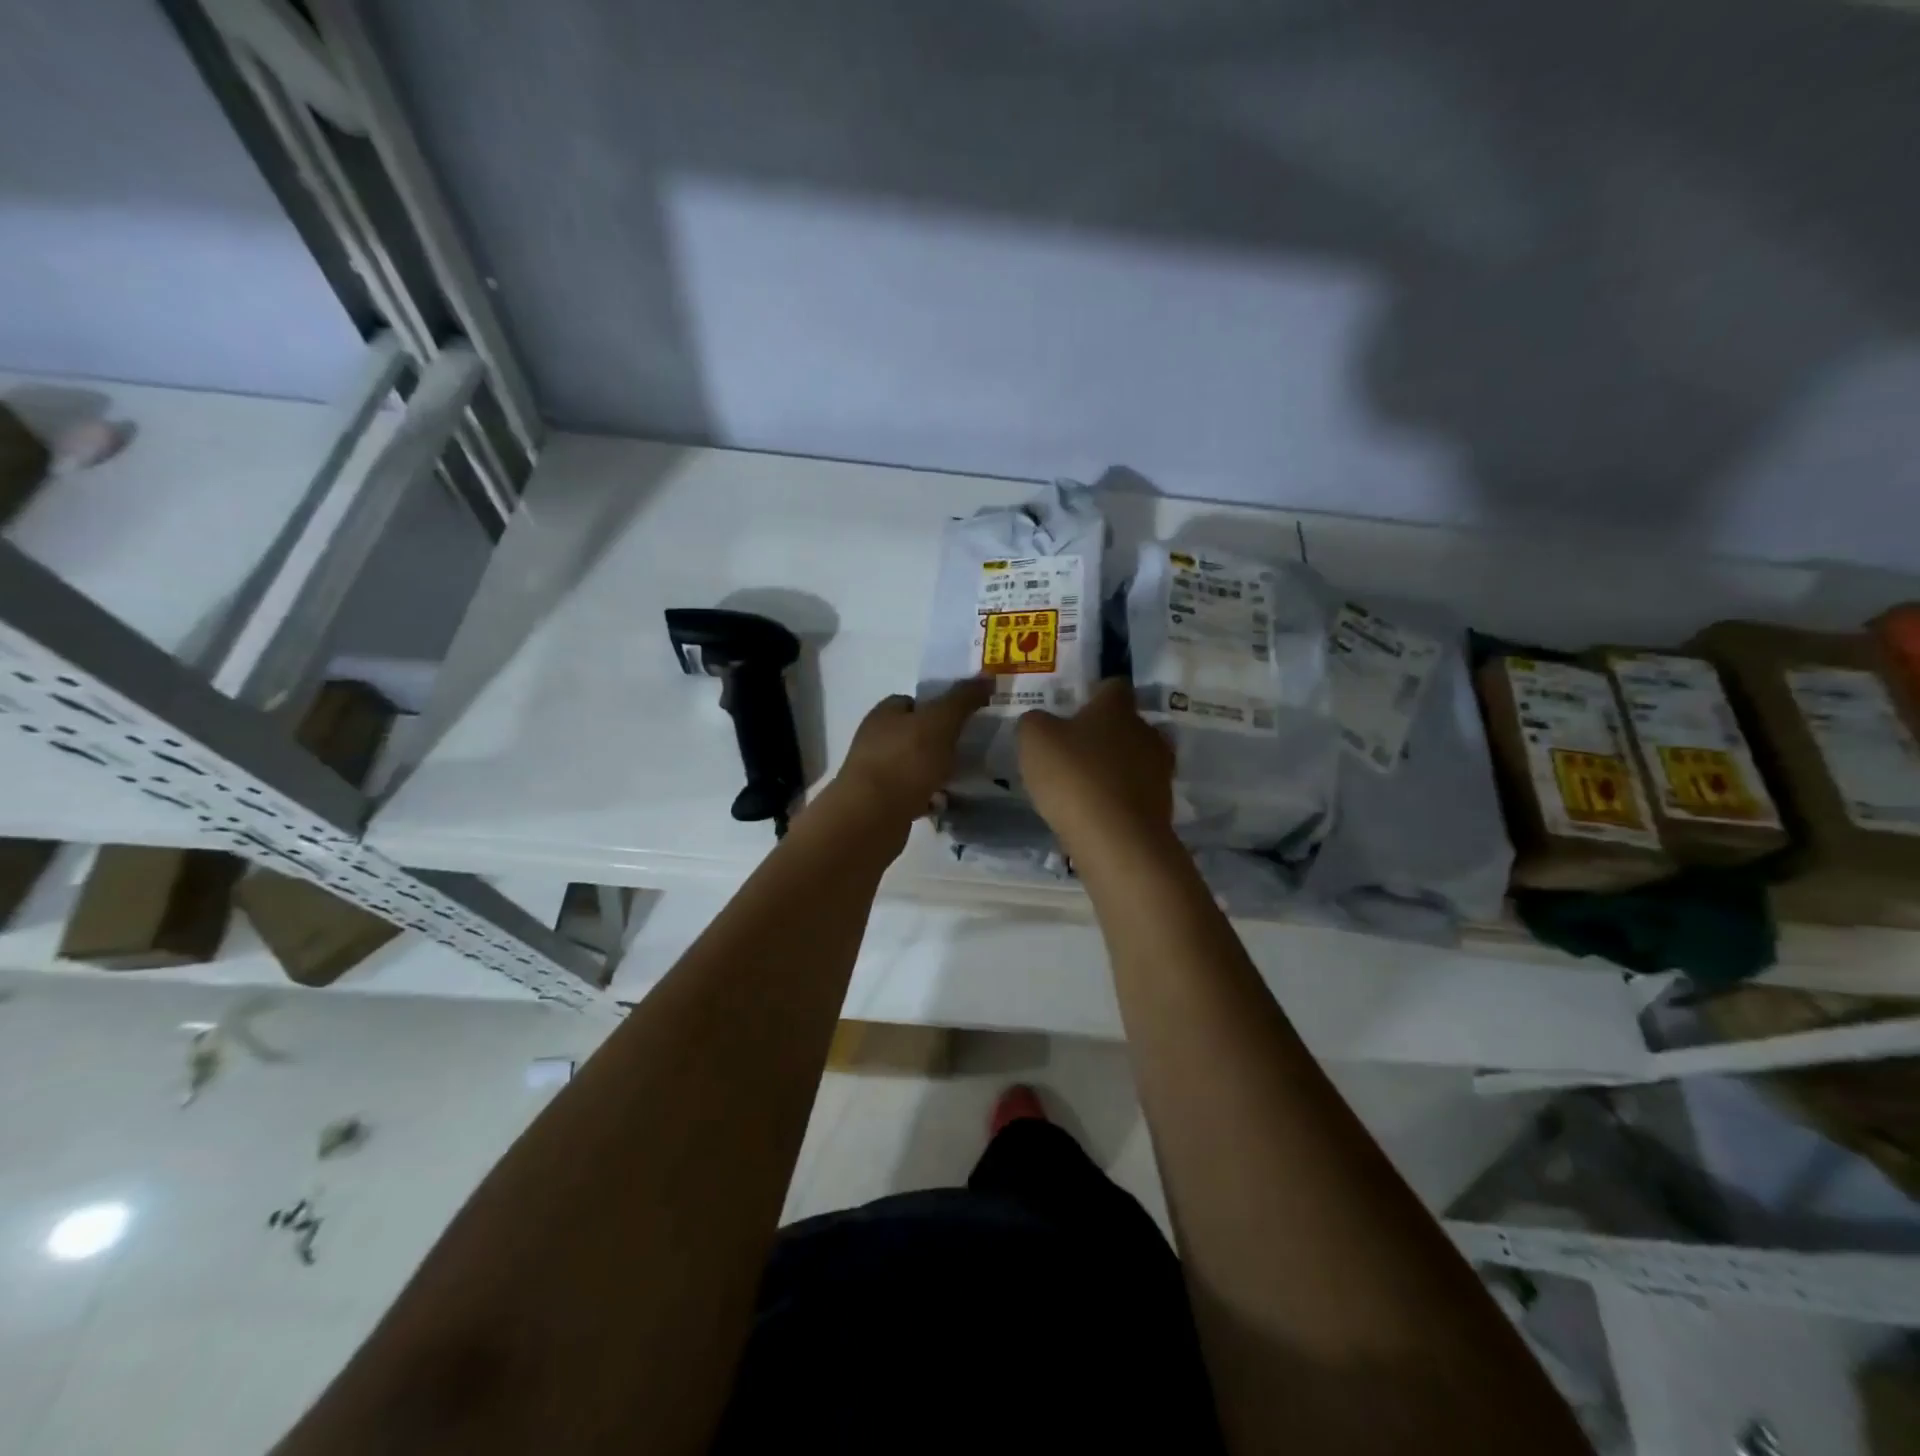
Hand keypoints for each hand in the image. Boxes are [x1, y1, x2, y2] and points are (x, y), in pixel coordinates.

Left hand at [825, 678, 994, 835]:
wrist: (872, 817)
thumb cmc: (905, 760)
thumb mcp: (940, 721)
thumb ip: (962, 699)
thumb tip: (986, 677)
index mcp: (884, 713)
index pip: (911, 700)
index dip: (937, 706)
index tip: (964, 718)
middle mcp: (875, 739)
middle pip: (913, 733)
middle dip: (939, 741)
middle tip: (967, 749)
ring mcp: (875, 773)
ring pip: (913, 765)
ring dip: (935, 770)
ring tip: (961, 778)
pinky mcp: (880, 803)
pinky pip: (911, 793)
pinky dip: (928, 796)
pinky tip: (945, 802)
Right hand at [1017, 678, 1174, 854]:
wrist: (1116, 838)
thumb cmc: (1073, 776)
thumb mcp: (1034, 739)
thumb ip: (1035, 722)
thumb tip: (1040, 721)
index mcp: (1117, 707)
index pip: (1113, 686)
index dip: (1095, 694)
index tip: (1075, 709)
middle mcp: (1146, 731)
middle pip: (1128, 724)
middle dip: (1106, 734)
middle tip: (1076, 750)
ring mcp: (1160, 770)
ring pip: (1136, 758)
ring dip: (1115, 767)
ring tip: (1086, 785)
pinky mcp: (1163, 805)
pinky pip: (1137, 792)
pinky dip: (1120, 797)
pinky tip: (1098, 811)